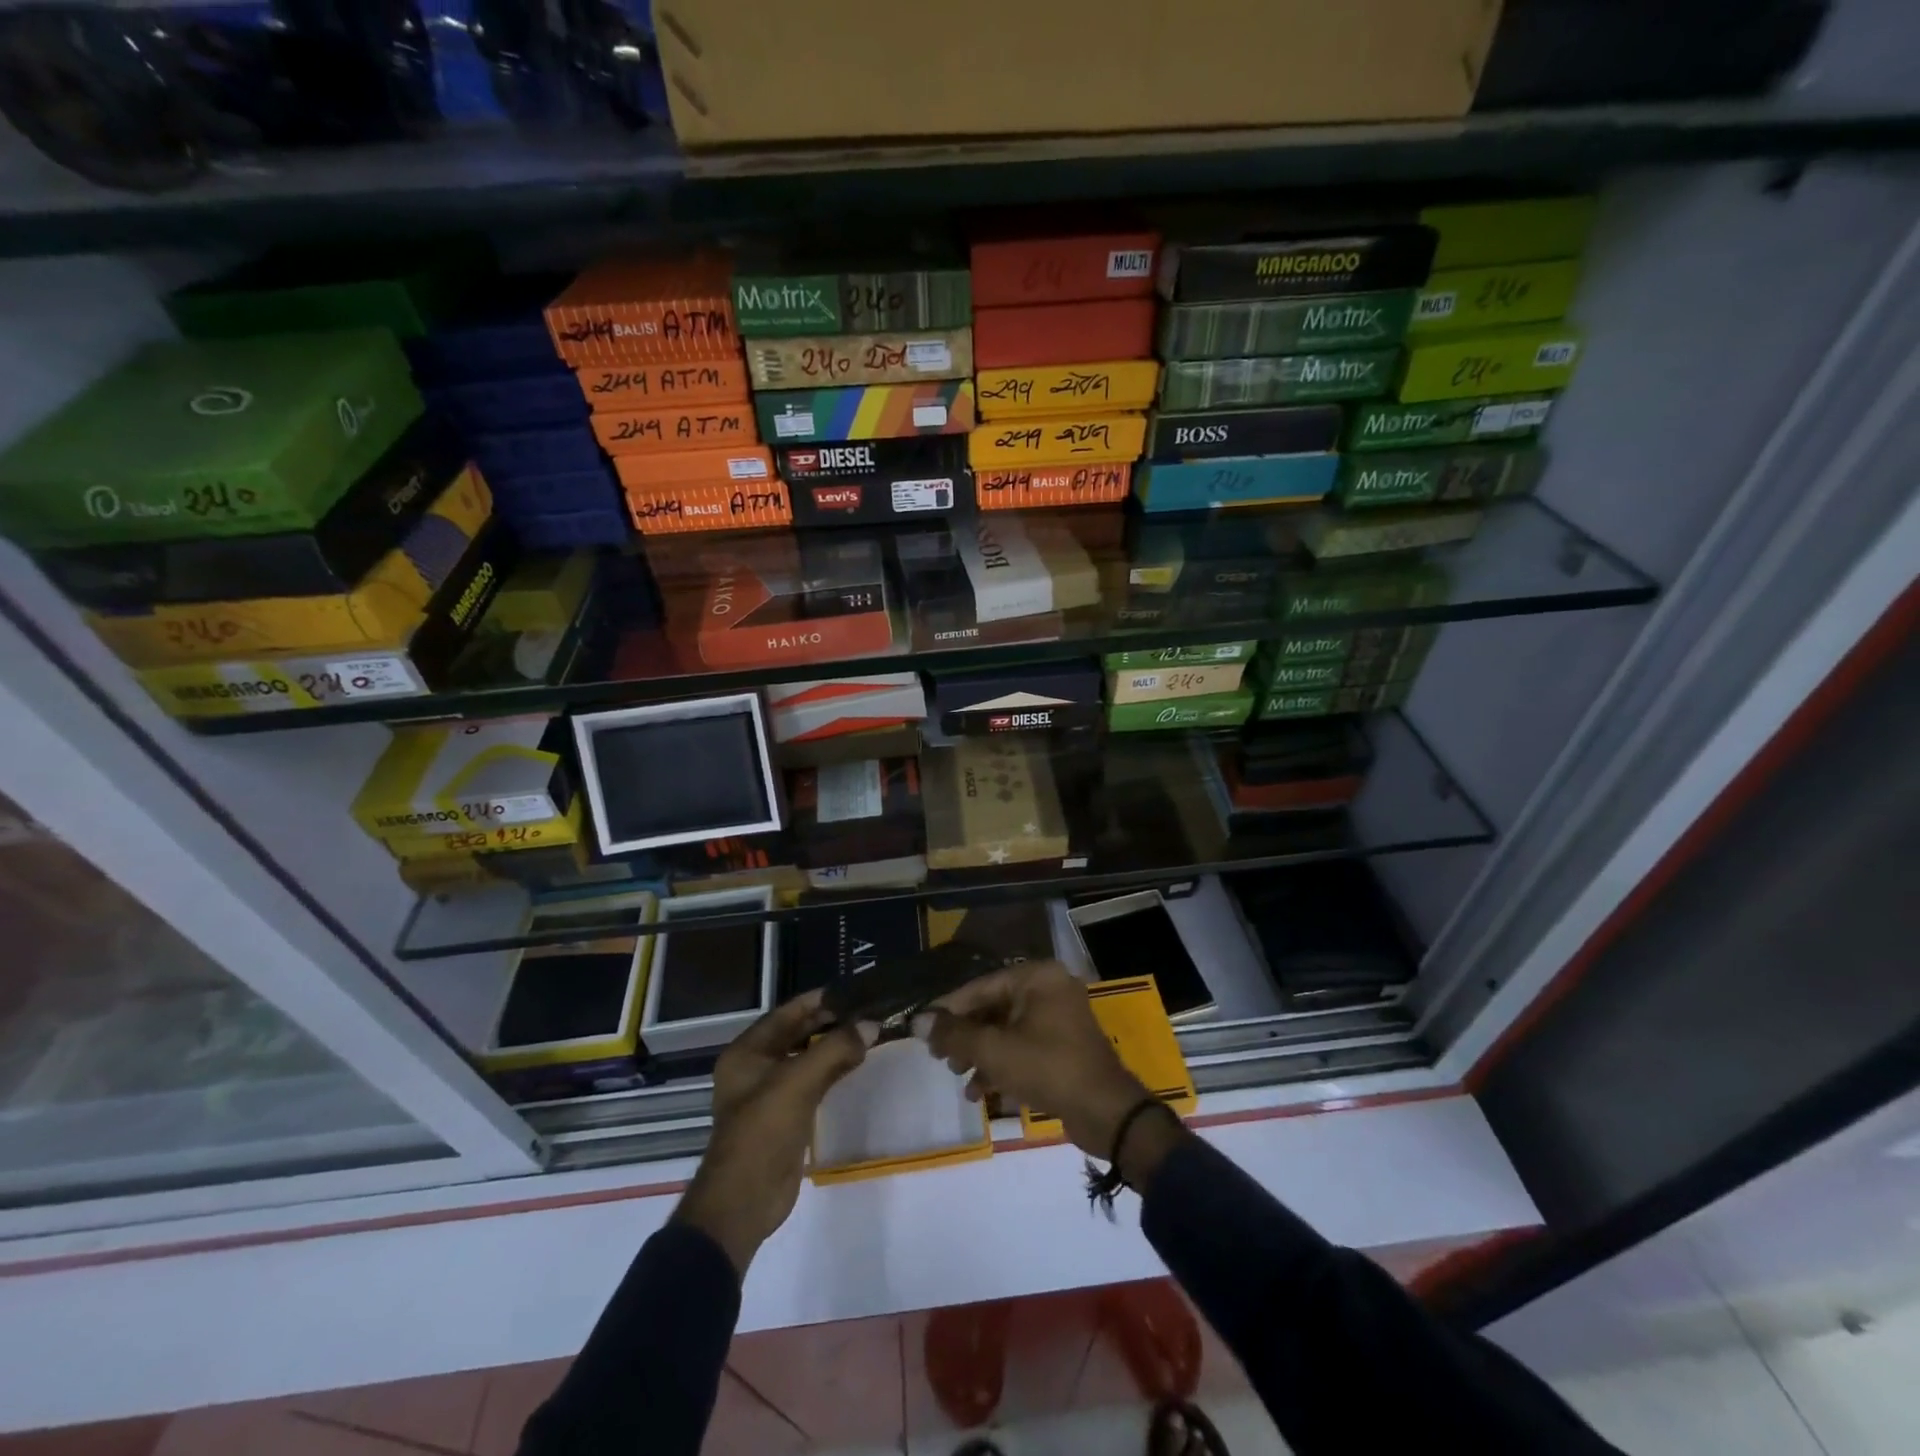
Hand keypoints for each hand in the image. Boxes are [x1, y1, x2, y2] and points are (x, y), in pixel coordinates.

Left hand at [672, 990, 875, 1278]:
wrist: (744, 1201)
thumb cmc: (762, 1131)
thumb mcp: (798, 1082)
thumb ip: (835, 1049)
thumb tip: (872, 1024)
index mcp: (747, 1051)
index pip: (787, 1013)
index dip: (818, 999)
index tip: (852, 989)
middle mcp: (756, 1066)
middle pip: (797, 1033)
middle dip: (830, 1021)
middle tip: (867, 1009)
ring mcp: (771, 1092)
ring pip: (807, 1057)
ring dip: (834, 1045)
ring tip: (868, 1030)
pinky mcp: (787, 1115)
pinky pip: (813, 1081)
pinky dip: (834, 1069)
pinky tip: (857, 1061)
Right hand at [915, 960, 1152, 1159]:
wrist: (1106, 1112)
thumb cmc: (1048, 1068)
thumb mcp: (994, 1050)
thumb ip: (954, 1034)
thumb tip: (917, 1021)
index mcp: (1037, 977)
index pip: (981, 987)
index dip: (949, 1009)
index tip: (923, 1028)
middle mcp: (1049, 989)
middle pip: (993, 1008)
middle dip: (966, 1036)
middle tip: (940, 1058)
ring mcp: (1059, 1018)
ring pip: (1007, 1030)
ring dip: (980, 1053)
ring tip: (958, 1077)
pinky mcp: (1063, 1046)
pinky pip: (1023, 1046)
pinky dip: (1002, 1064)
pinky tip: (980, 1091)